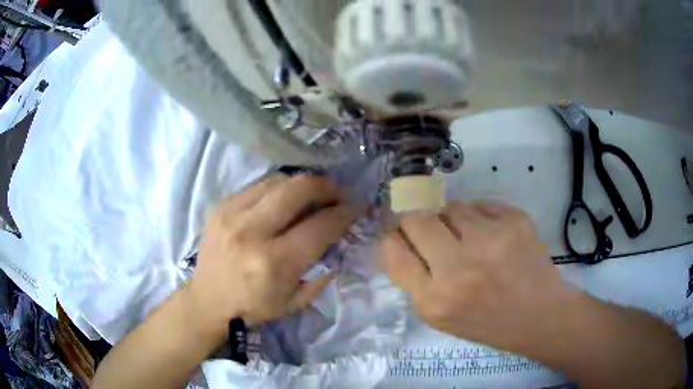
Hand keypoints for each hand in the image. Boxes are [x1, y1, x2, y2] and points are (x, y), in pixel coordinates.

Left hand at [188, 175, 357, 334]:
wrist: (207, 300)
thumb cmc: (253, 307)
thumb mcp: (295, 302)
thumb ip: (322, 274)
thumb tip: (339, 241)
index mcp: (274, 263)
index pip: (319, 226)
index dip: (344, 214)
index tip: (356, 209)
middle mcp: (252, 232)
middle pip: (298, 190)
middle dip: (326, 186)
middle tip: (337, 194)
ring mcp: (233, 214)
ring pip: (278, 181)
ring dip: (303, 184)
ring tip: (313, 193)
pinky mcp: (221, 206)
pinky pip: (259, 185)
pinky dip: (279, 188)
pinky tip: (284, 199)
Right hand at [380, 201, 579, 353]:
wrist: (539, 315)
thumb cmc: (486, 322)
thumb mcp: (440, 316)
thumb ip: (414, 280)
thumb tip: (397, 240)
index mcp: (434, 299)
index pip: (394, 251)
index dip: (394, 239)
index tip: (402, 236)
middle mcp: (459, 267)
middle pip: (417, 219)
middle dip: (418, 222)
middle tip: (433, 231)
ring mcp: (490, 240)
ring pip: (451, 207)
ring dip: (454, 220)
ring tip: (472, 240)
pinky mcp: (515, 221)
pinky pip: (481, 205)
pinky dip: (482, 218)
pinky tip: (495, 238)